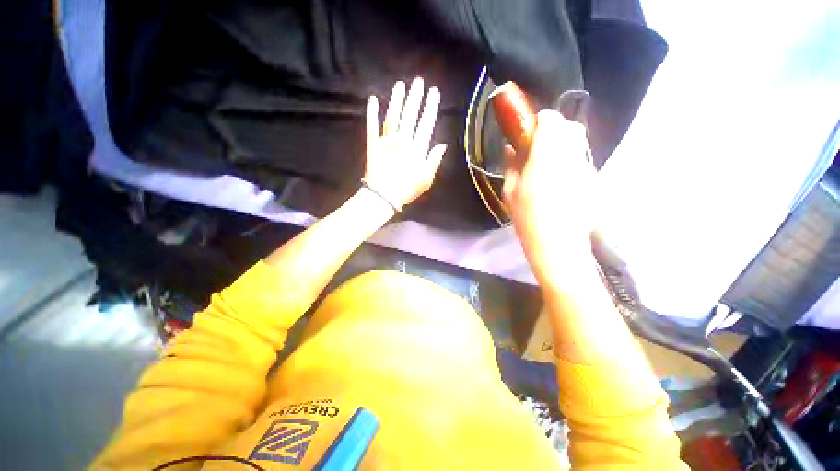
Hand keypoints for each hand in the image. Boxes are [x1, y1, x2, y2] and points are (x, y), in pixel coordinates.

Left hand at [364, 78, 447, 209]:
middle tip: (418, 81)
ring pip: (392, 115)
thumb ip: (434, 160)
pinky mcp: (373, 144)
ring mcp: (386, 140)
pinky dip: (372, 113)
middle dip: (415, 97)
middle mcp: (402, 140)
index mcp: (417, 148)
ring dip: (396, 99)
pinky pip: (372, 125)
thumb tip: (442, 144)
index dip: (430, 107)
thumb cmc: (407, 189)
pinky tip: (372, 99)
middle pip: (409, 115)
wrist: (383, 196)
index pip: (426, 123)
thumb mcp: (426, 179)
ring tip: (400, 85)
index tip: (434, 92)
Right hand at [503, 109, 595, 282]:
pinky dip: (571, 160)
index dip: (539, 121)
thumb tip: (510, 148)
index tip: (529, 133)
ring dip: (563, 144)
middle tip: (538, 147)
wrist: (558, 244)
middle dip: (555, 130)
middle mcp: (571, 156)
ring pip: (579, 142)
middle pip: (570, 126)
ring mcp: (586, 167)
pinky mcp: (593, 179)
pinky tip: (559, 179)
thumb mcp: (510, 192)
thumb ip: (511, 165)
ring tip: (548, 164)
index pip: (551, 120)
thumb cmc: (527, 218)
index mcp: (546, 157)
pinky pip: (582, 159)